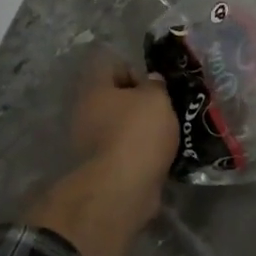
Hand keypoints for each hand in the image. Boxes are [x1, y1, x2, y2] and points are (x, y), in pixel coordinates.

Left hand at [66, 51, 179, 222]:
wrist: (123, 189)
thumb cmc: (138, 132)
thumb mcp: (156, 98)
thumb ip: (155, 85)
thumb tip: (151, 81)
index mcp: (95, 90)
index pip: (111, 66)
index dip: (135, 69)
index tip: (156, 83)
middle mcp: (86, 114)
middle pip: (115, 98)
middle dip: (140, 102)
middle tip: (166, 106)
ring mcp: (91, 144)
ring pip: (120, 126)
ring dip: (141, 128)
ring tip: (169, 132)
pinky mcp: (102, 169)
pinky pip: (125, 150)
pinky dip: (140, 151)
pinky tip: (161, 154)